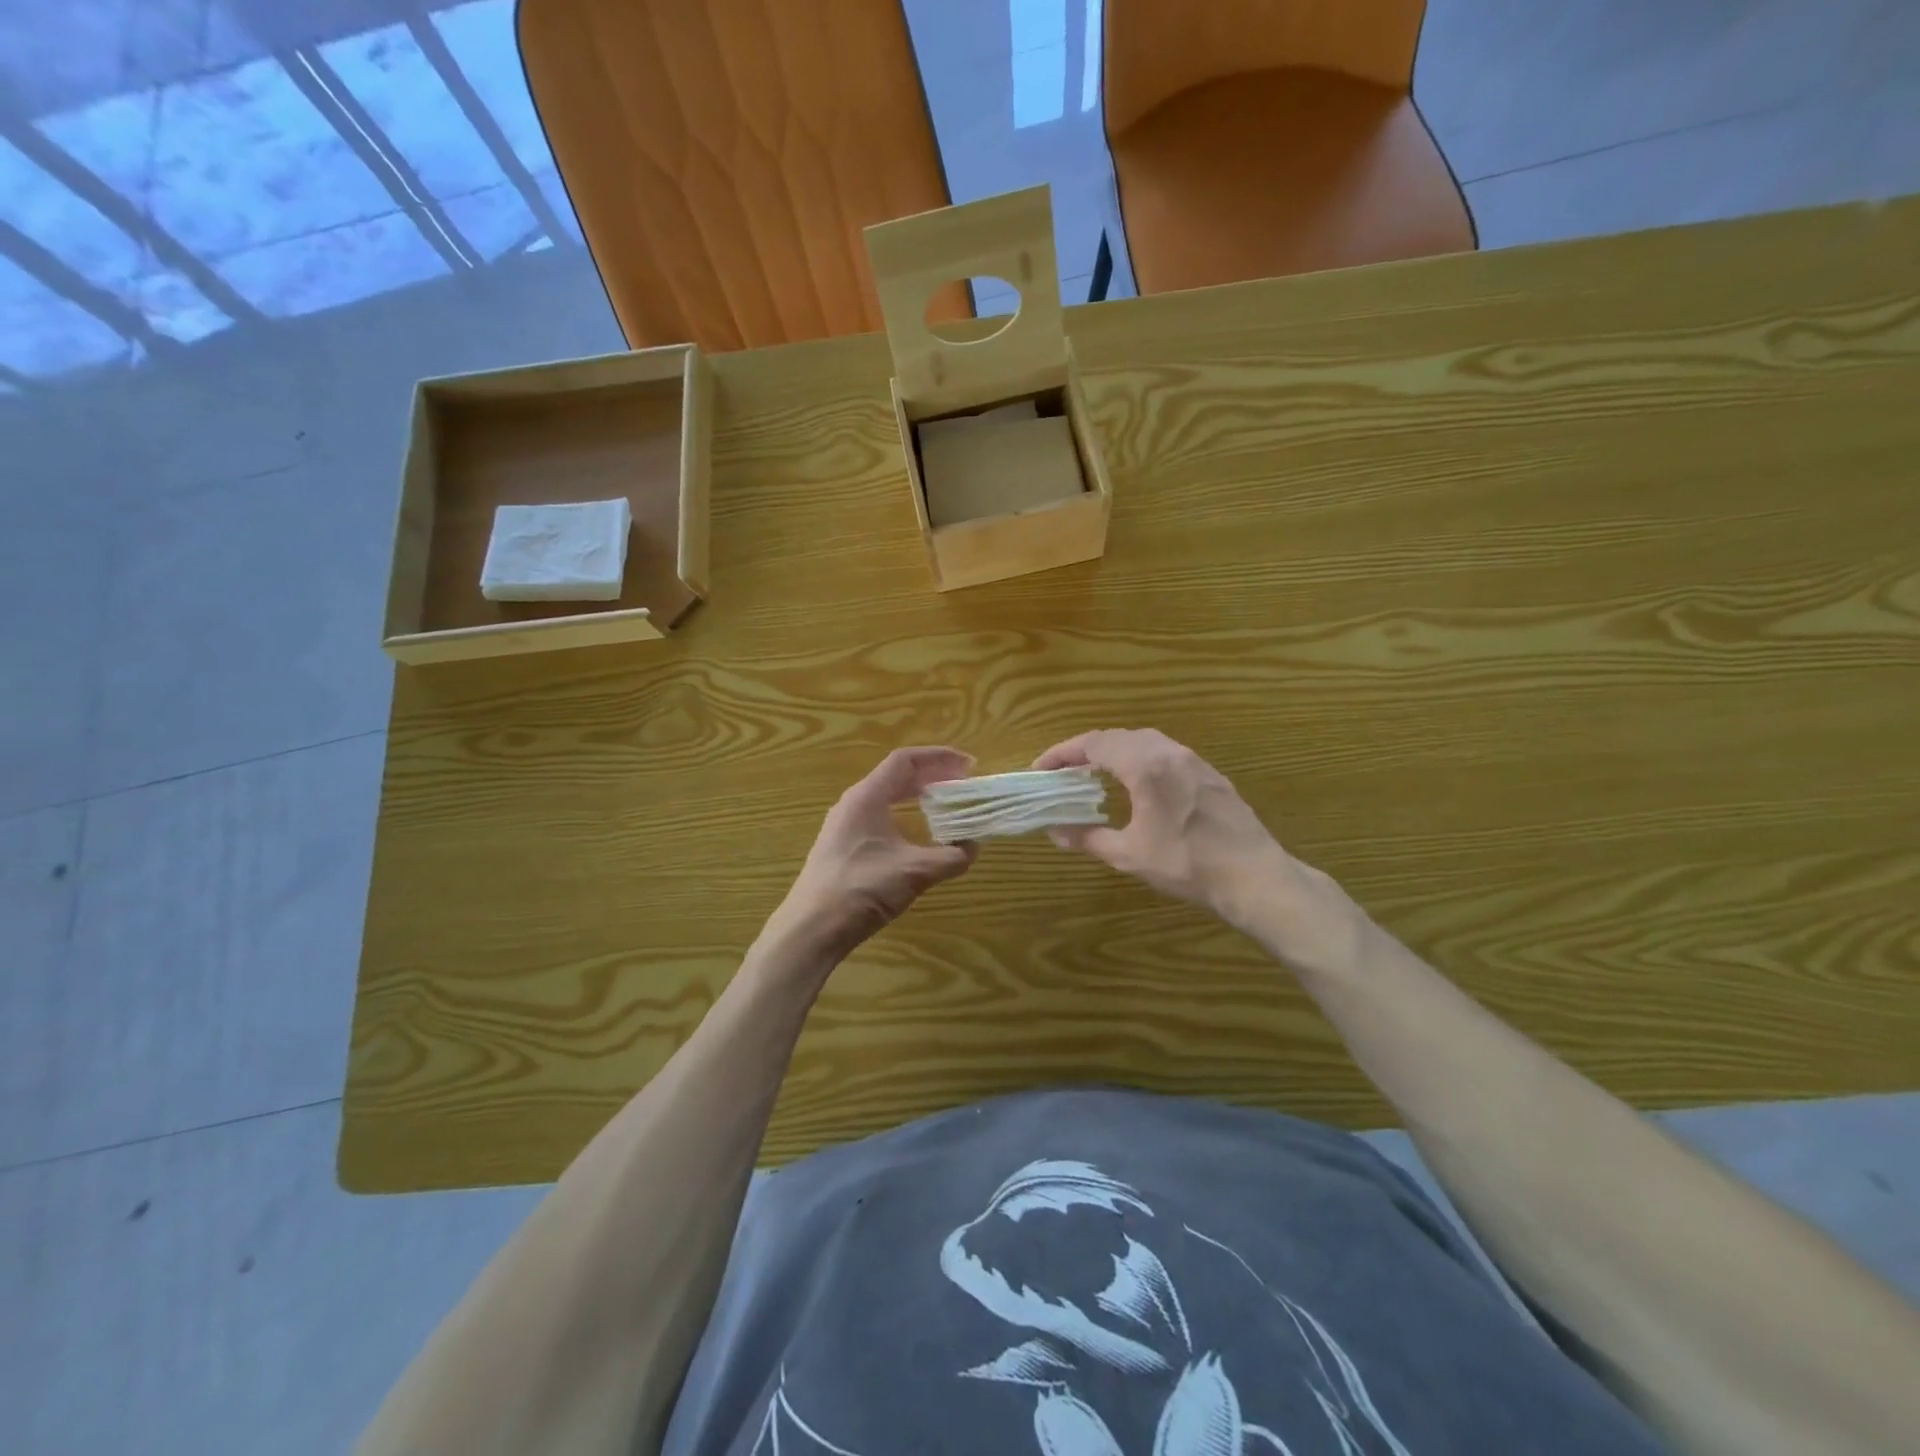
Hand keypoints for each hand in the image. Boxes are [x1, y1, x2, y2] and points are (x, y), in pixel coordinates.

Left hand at [761, 747, 977, 967]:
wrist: (811, 929)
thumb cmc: (862, 889)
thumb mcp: (915, 872)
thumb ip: (951, 857)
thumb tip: (974, 847)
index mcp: (867, 797)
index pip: (905, 761)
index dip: (939, 757)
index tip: (968, 764)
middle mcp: (853, 804)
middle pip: (896, 777)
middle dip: (931, 777)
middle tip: (962, 784)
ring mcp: (844, 826)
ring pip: (886, 799)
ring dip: (917, 797)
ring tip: (945, 806)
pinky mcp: (842, 848)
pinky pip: (878, 818)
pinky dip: (903, 817)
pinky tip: (917, 838)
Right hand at [1033, 729, 1358, 970]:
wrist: (1254, 877)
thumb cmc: (1187, 864)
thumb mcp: (1129, 855)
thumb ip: (1088, 838)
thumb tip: (1055, 832)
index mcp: (1145, 765)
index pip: (1094, 744)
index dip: (1062, 753)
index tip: (1041, 769)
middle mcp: (1169, 752)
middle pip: (1118, 737)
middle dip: (1086, 750)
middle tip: (1064, 772)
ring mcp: (1194, 761)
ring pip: (1144, 742)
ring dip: (1115, 753)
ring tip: (1096, 776)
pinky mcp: (1210, 774)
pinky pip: (1165, 754)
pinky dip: (1140, 760)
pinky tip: (1137, 786)